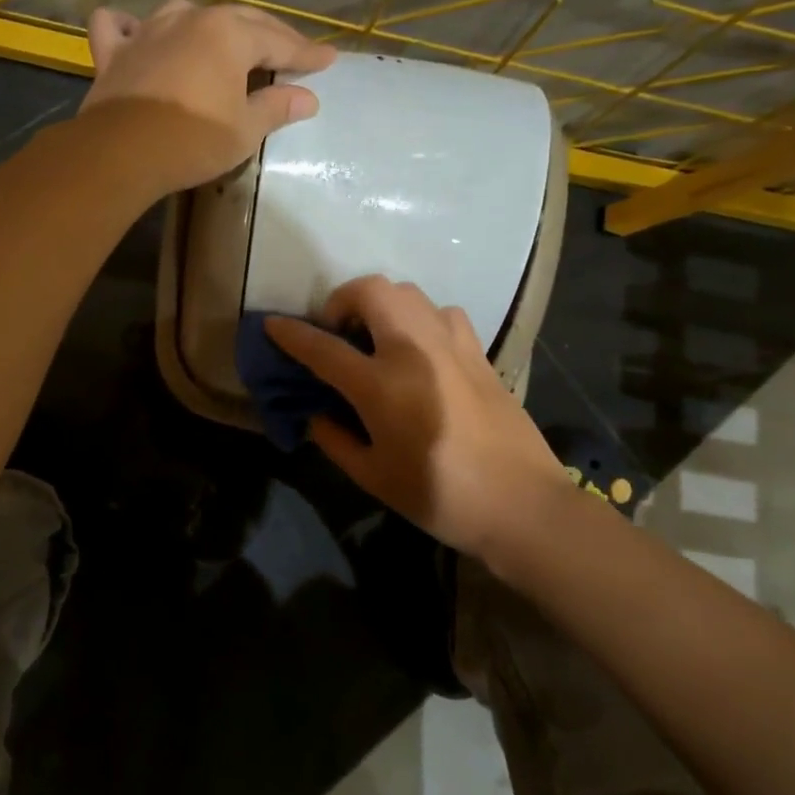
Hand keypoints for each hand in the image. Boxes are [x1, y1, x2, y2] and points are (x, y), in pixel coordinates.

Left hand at [81, 0, 335, 193]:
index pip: (279, 42)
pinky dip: (130, 26)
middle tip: (291, 51)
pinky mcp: (114, 52)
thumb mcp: (245, 130)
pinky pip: (118, 26)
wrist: (122, 152)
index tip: (328, 59)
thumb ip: (276, 107)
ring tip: (221, 40)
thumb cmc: (193, 141)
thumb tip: (308, 98)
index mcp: (229, 35)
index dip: (306, 53)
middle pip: (239, 20)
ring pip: (184, 12)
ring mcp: (148, 31)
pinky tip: (138, 34)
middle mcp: (191, 20)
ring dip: (208, 24)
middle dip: (270, 35)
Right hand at [263, 277, 564, 560]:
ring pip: (409, 293)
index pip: (324, 348)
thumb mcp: (373, 477)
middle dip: (341, 299)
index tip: (273, 325)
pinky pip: (441, 313)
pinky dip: (419, 318)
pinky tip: (419, 349)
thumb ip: (335, 439)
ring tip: (375, 337)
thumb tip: (317, 414)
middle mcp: (415, 351)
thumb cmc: (440, 497)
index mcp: (382, 386)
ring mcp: (452, 346)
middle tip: (336, 330)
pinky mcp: (479, 352)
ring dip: (381, 304)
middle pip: (371, 291)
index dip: (292, 334)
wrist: (522, 504)